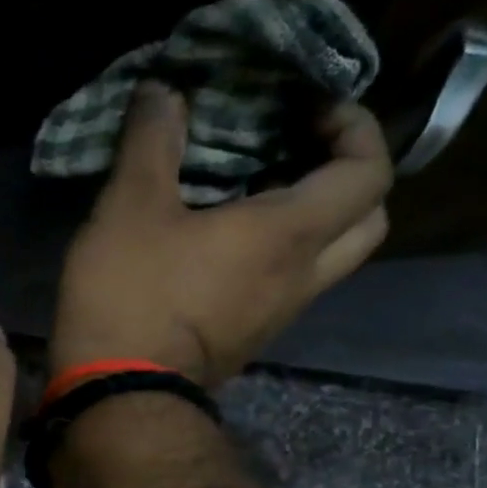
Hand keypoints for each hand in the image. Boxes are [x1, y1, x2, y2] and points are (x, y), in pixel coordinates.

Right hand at [51, 84, 392, 386]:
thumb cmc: (131, 296)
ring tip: (258, 193)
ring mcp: (277, 317)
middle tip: (300, 152)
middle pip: (369, 221)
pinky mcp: (248, 341)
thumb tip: (163, 91)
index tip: (310, 108)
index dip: (356, 127)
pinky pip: (288, 288)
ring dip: (313, 220)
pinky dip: (279, 256)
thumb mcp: (129, 207)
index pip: (370, 170)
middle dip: (349, 177)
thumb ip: (151, 141)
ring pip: (329, 260)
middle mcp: (301, 278)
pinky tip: (226, 244)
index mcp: (289, 235)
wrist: (117, 397)